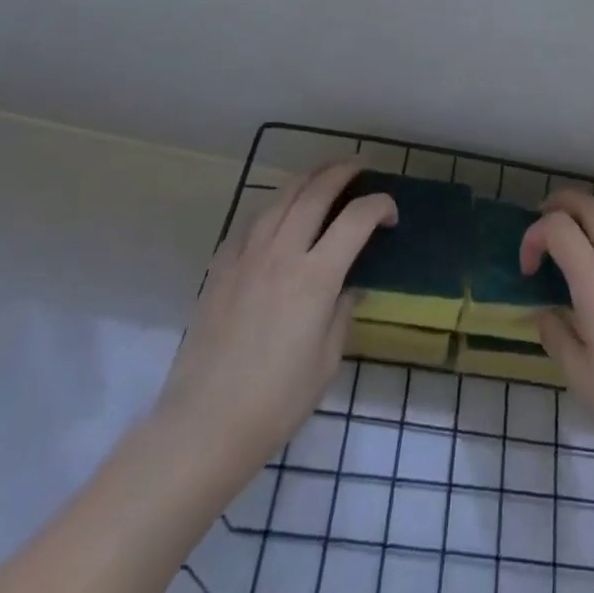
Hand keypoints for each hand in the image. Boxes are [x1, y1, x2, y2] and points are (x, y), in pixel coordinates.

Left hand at [150, 162, 394, 485]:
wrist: (203, 426)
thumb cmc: (276, 401)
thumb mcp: (326, 361)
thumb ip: (342, 313)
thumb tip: (349, 287)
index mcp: (315, 277)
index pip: (356, 219)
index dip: (379, 206)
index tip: (390, 214)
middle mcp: (282, 254)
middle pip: (316, 192)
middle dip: (342, 171)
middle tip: (360, 167)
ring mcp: (246, 257)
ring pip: (280, 198)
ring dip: (307, 179)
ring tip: (322, 175)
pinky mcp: (220, 268)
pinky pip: (251, 222)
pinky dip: (273, 207)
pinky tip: (278, 214)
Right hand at [522, 190, 593, 469]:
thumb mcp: (579, 375)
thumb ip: (556, 335)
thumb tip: (548, 314)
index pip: (558, 227)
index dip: (533, 236)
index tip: (527, 271)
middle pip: (591, 206)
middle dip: (561, 203)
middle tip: (540, 223)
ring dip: (585, 222)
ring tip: (565, 252)